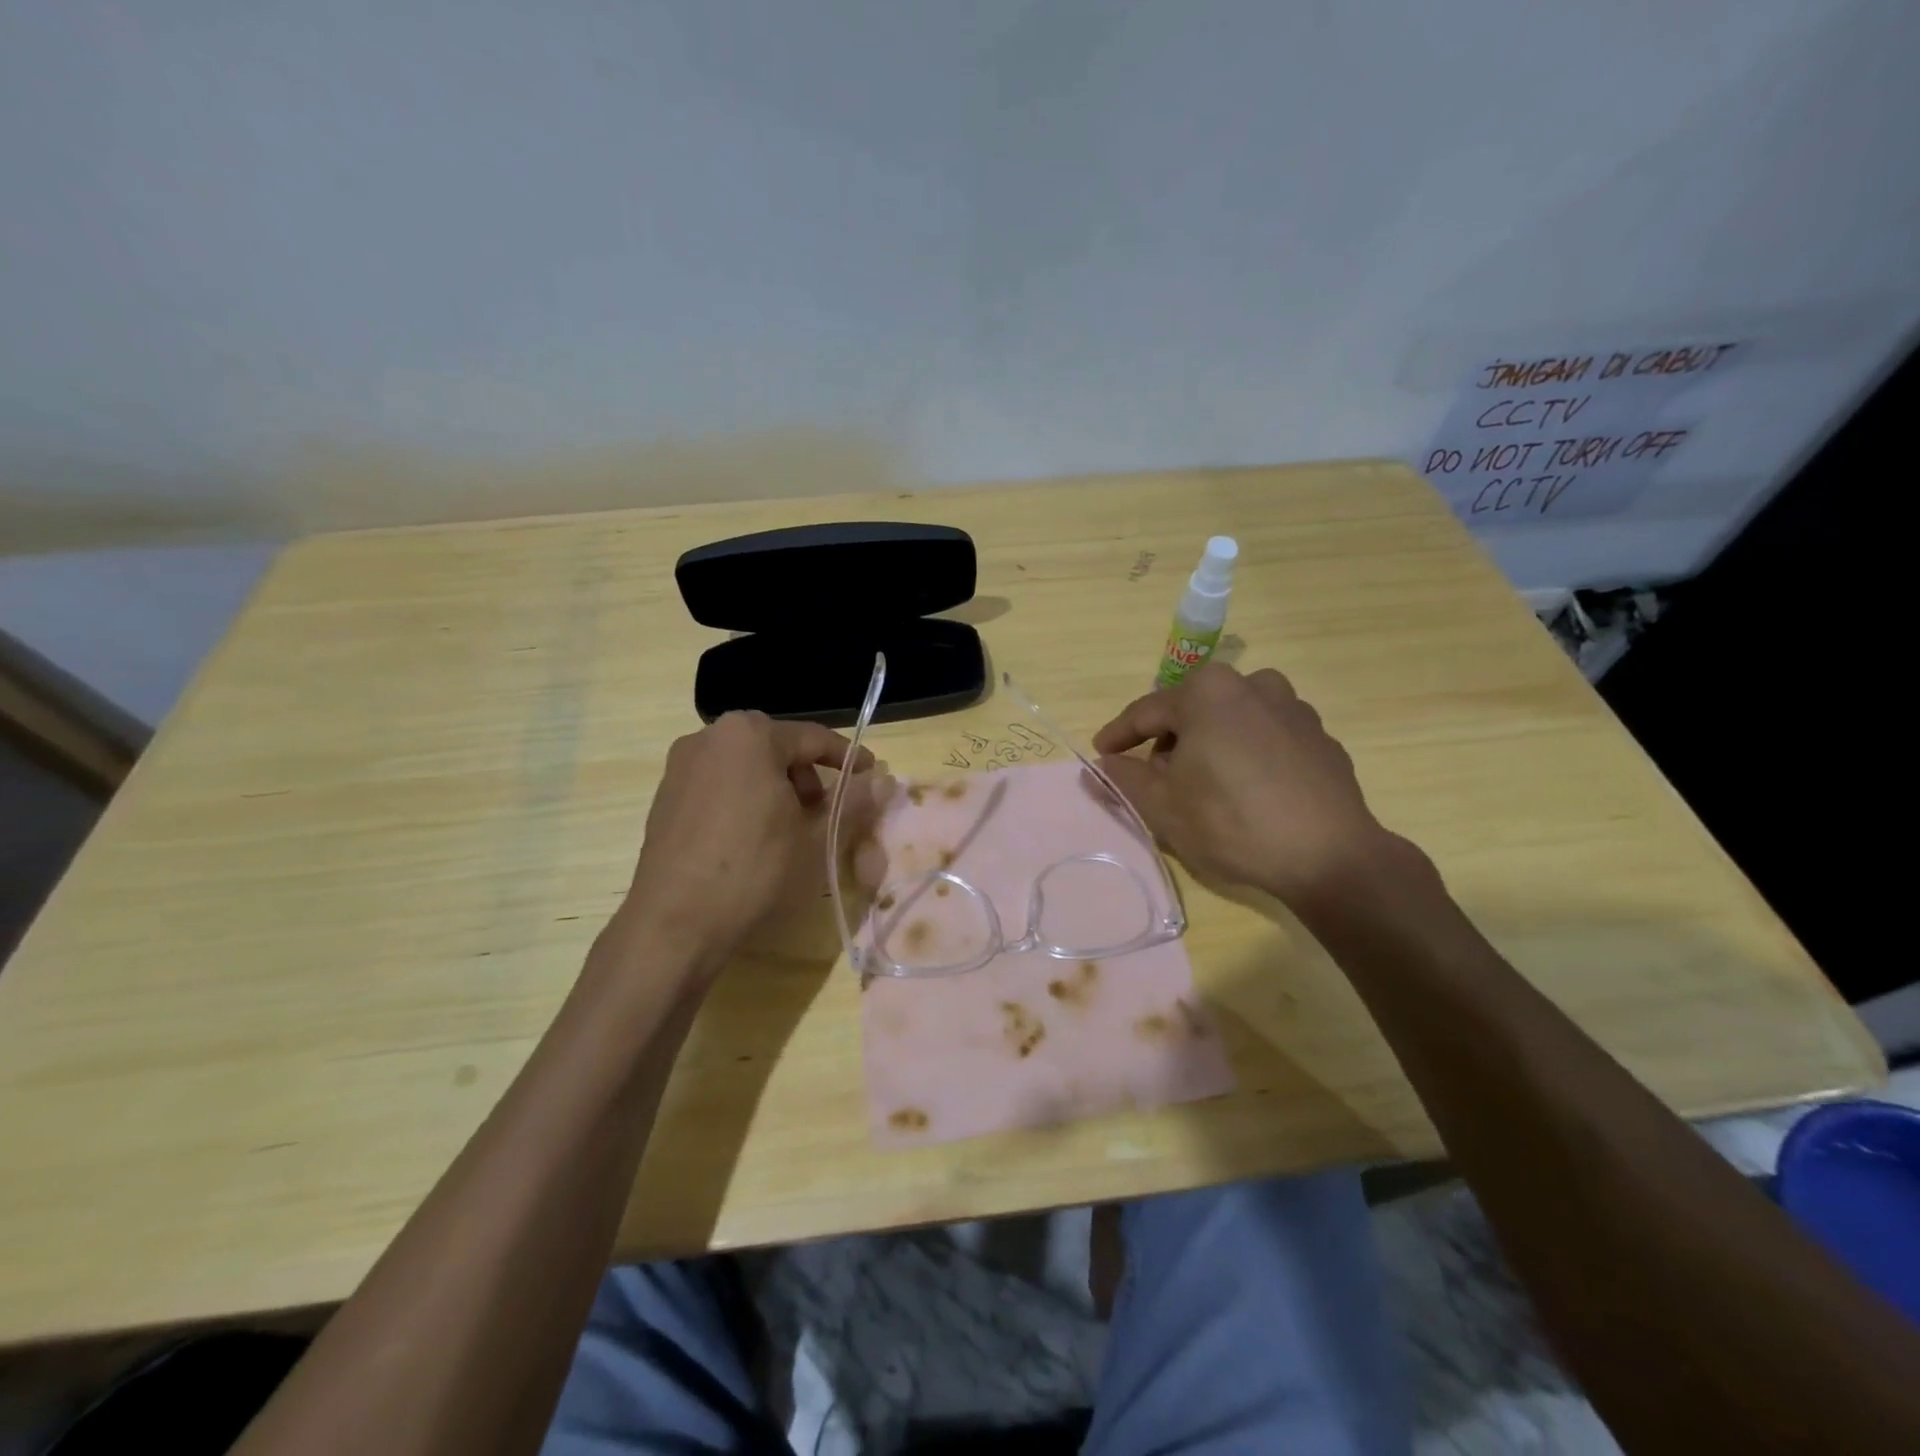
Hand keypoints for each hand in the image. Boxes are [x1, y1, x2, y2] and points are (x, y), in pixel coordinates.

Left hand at [614, 712, 885, 971]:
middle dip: (807, 776)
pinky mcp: (665, 794)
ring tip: (789, 828)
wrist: (674, 922)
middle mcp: (709, 736)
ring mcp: (681, 765)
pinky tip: (751, 837)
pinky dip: (744, 798)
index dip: (847, 758)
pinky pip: (718, 783)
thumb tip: (882, 781)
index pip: (812, 738)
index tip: (870, 776)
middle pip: (776, 747)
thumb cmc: (753, 869)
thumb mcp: (813, 837)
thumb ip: (853, 801)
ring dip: (775, 787)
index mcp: (749, 734)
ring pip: (745, 765)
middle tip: (826, 811)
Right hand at [1094, 664, 1404, 909]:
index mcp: (1208, 692)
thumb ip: (1124, 778)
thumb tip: (1102, 764)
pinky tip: (1247, 792)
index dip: (1119, 735)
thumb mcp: (1162, 805)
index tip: (1101, 753)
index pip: (1147, 711)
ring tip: (1204, 785)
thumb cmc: (1232, 822)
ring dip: (1209, 745)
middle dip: (1168, 742)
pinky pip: (1266, 737)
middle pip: (1192, 711)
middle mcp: (1252, 685)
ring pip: (1231, 721)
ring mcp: (1293, 708)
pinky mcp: (1320, 737)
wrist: (1329, 856)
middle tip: (1156, 779)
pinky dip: (1247, 755)